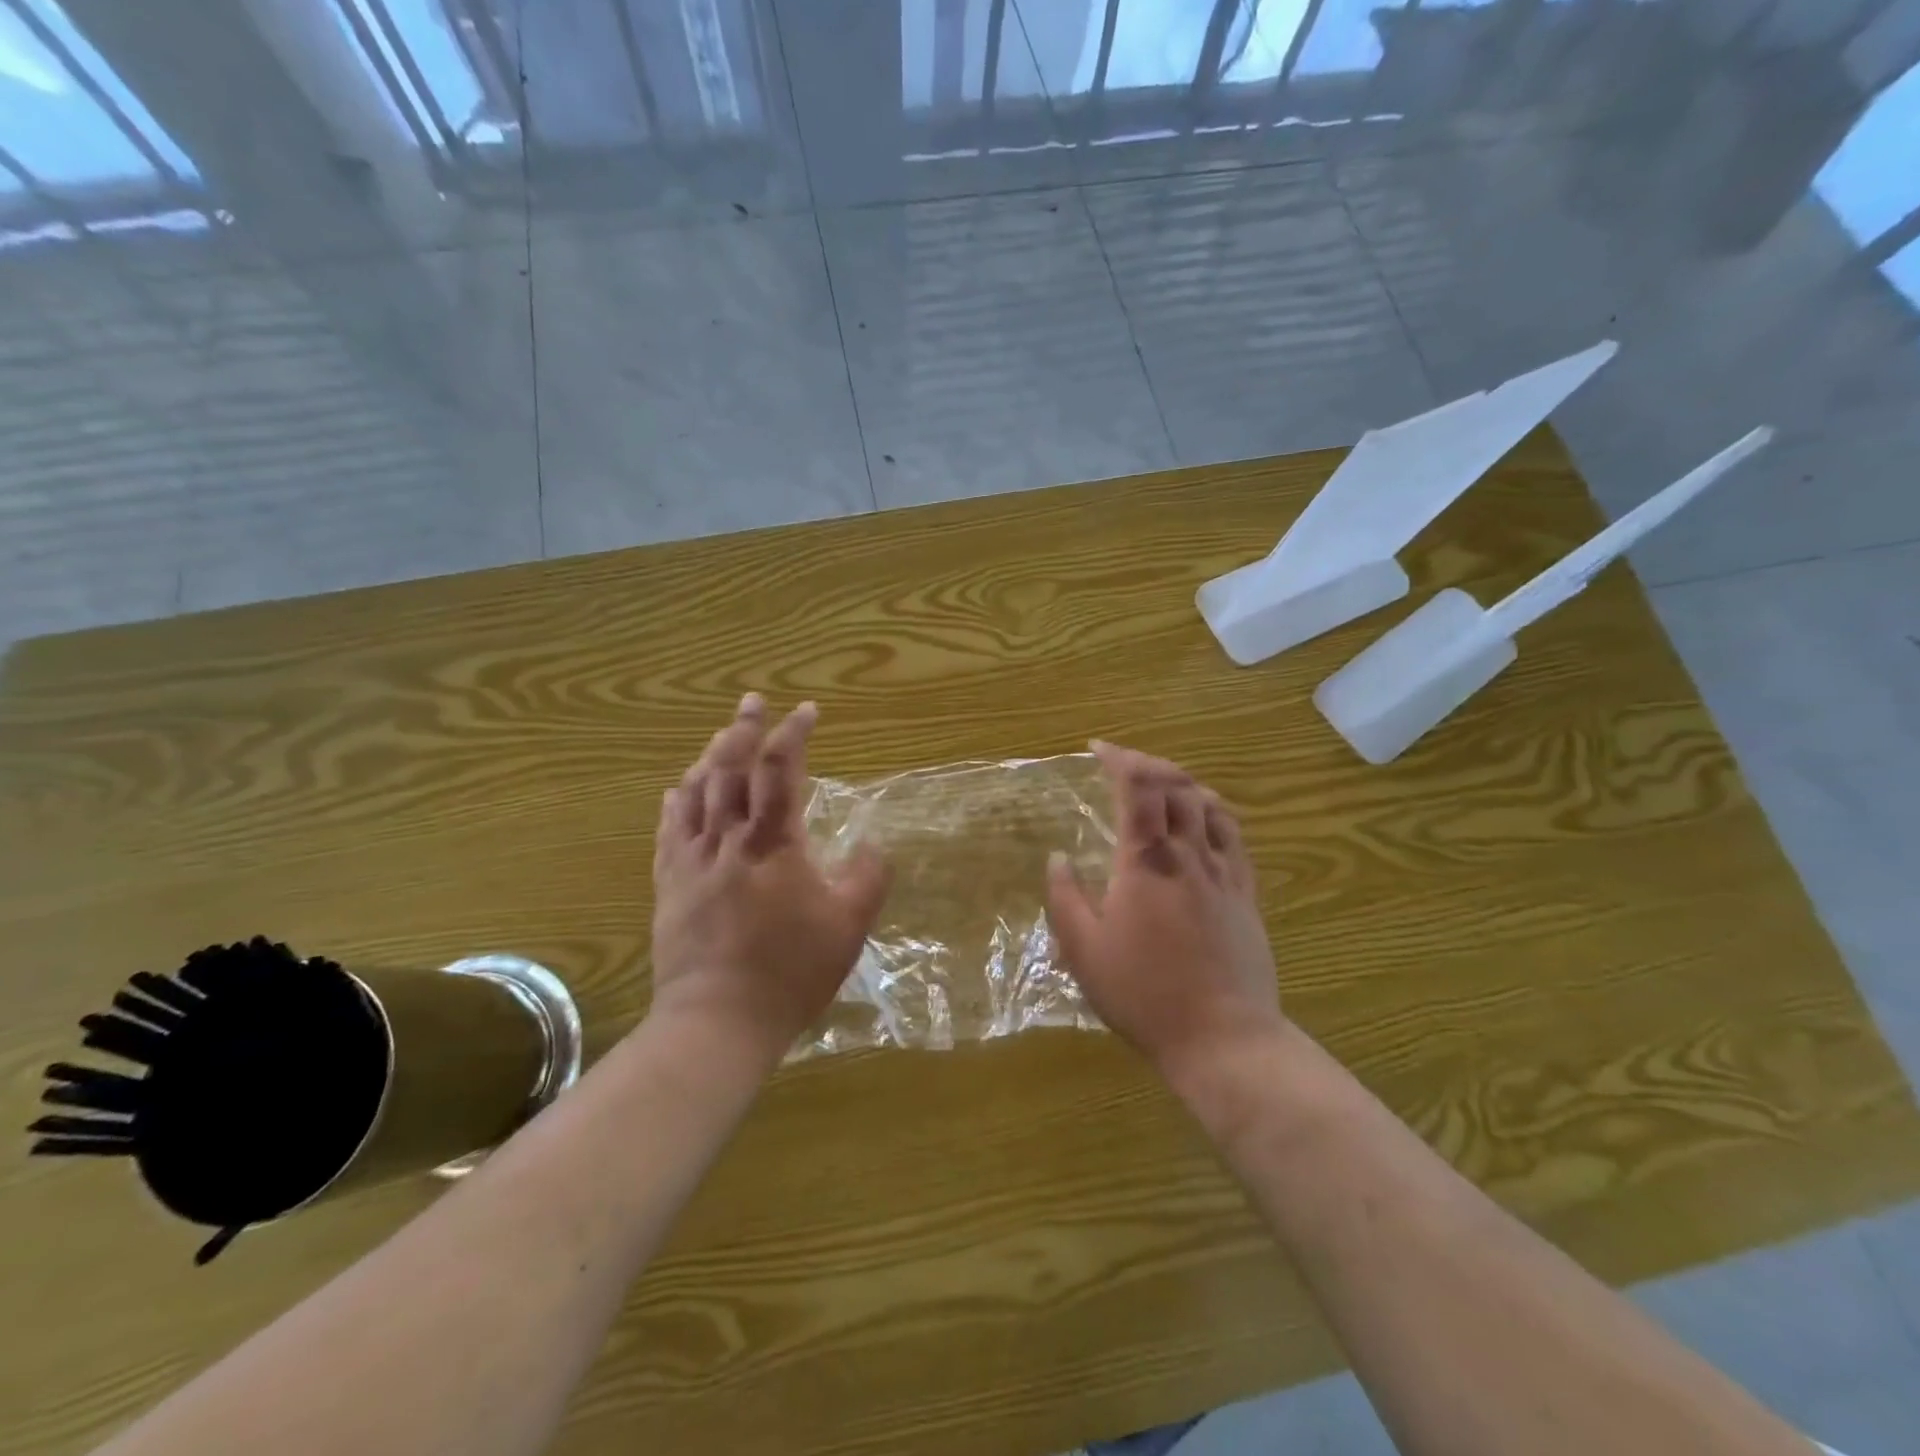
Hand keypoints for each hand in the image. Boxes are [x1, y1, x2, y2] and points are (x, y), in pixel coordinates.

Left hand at [650, 695, 891, 1066]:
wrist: (718, 1020)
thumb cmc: (790, 971)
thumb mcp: (849, 926)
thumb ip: (867, 878)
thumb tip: (873, 846)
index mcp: (773, 843)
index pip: (780, 770)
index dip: (793, 734)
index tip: (806, 710)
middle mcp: (728, 840)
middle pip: (729, 769)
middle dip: (743, 729)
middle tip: (752, 702)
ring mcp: (692, 861)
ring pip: (696, 793)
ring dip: (710, 758)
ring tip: (720, 737)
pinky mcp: (670, 885)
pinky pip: (669, 831)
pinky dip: (676, 803)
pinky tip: (677, 790)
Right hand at [1045, 742, 1283, 1081]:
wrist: (1223, 1037)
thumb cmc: (1144, 993)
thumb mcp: (1084, 951)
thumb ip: (1066, 898)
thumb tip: (1057, 858)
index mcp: (1146, 862)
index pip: (1138, 787)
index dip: (1119, 758)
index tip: (1096, 748)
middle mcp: (1189, 854)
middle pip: (1177, 785)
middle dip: (1148, 763)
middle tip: (1123, 764)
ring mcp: (1223, 872)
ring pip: (1209, 804)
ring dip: (1182, 783)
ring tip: (1160, 785)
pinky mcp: (1245, 894)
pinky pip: (1234, 836)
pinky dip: (1214, 812)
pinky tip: (1205, 818)